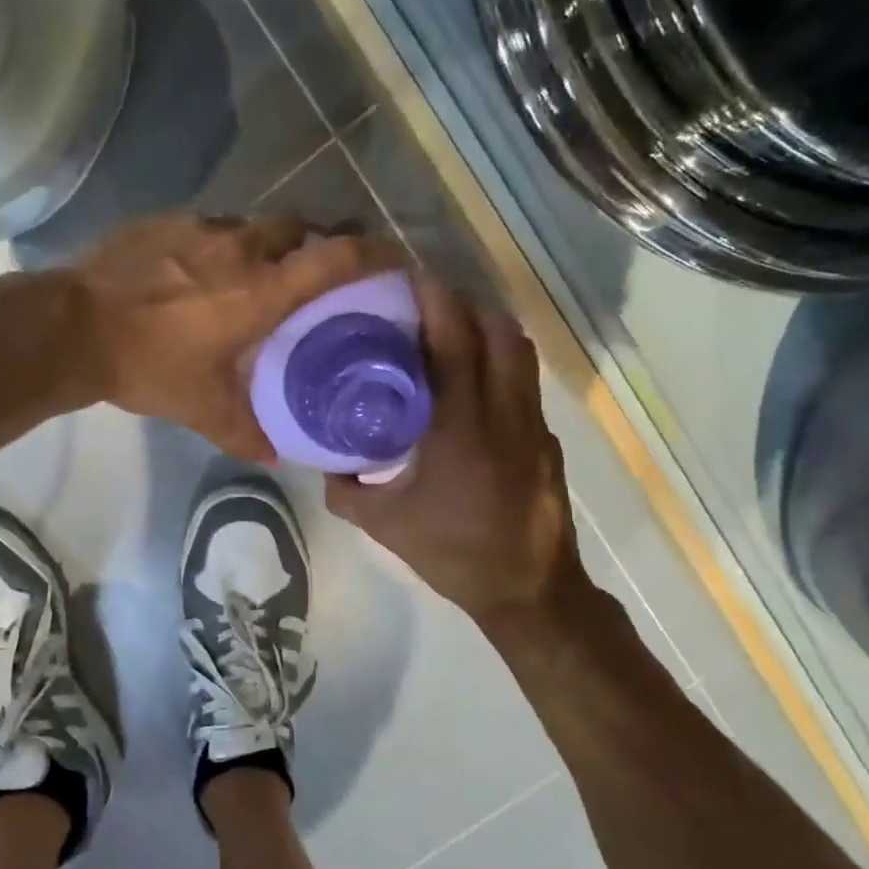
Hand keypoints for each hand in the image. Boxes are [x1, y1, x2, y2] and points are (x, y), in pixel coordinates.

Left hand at [73, 214, 404, 463]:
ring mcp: (199, 228)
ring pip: (254, 224)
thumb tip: (278, 457)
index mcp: (262, 290)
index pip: (337, 258)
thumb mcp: (202, 410)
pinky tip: (203, 271)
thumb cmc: (148, 367)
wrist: (72, 328)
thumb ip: (246, 432)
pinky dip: (222, 245)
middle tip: (319, 271)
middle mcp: (240, 247)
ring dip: (268, 243)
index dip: (375, 254)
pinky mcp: (164, 222)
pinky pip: (210, 227)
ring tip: (259, 273)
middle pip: (301, 226)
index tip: (396, 258)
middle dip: (319, 241)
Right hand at [326, 275, 574, 621]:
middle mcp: (503, 414)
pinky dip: (501, 364)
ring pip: (520, 353)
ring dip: (489, 328)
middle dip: (466, 304)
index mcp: (460, 427)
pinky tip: (474, 384)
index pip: (455, 343)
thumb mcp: (383, 524)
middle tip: (429, 302)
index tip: (414, 278)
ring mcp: (532, 425)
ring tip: (454, 329)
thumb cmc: (452, 552)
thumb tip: (323, 462)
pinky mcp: (545, 440)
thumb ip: (346, 489)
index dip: (439, 302)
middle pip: (498, 332)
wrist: (528, 589)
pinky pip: (523, 383)